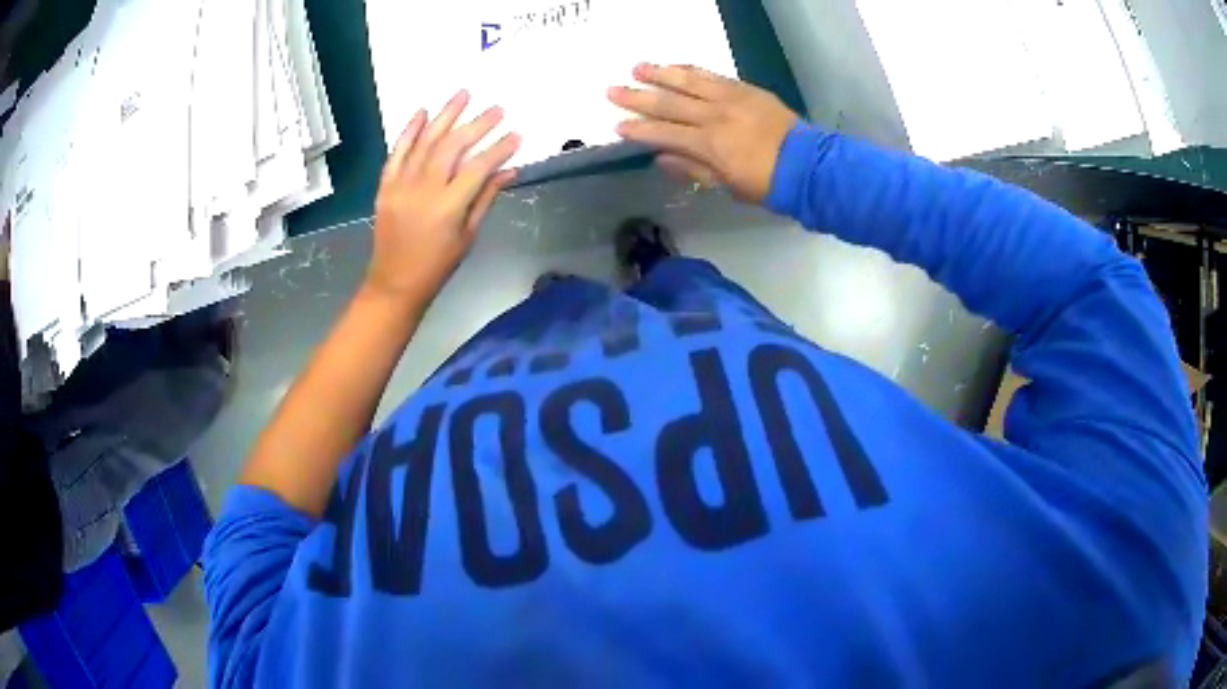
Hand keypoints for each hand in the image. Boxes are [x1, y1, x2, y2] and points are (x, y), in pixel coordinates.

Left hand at [368, 91, 519, 301]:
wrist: (395, 281)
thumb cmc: (438, 265)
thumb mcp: (468, 235)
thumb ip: (486, 198)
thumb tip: (508, 171)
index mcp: (448, 207)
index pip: (478, 168)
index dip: (499, 149)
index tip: (516, 135)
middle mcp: (423, 189)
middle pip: (453, 147)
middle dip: (477, 125)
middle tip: (496, 108)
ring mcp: (401, 185)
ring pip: (425, 142)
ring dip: (445, 116)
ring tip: (463, 94)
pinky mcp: (386, 185)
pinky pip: (397, 152)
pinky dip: (409, 131)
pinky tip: (422, 112)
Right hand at [609, 63, 799, 202]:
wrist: (808, 165)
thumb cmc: (767, 183)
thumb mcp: (727, 185)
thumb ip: (693, 169)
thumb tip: (661, 157)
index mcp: (709, 144)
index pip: (664, 133)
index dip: (638, 130)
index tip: (617, 126)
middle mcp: (714, 115)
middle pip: (669, 103)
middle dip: (638, 97)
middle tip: (612, 91)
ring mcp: (730, 98)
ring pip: (688, 81)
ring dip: (660, 74)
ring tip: (637, 67)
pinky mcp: (745, 89)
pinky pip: (712, 75)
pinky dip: (690, 70)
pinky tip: (674, 66)